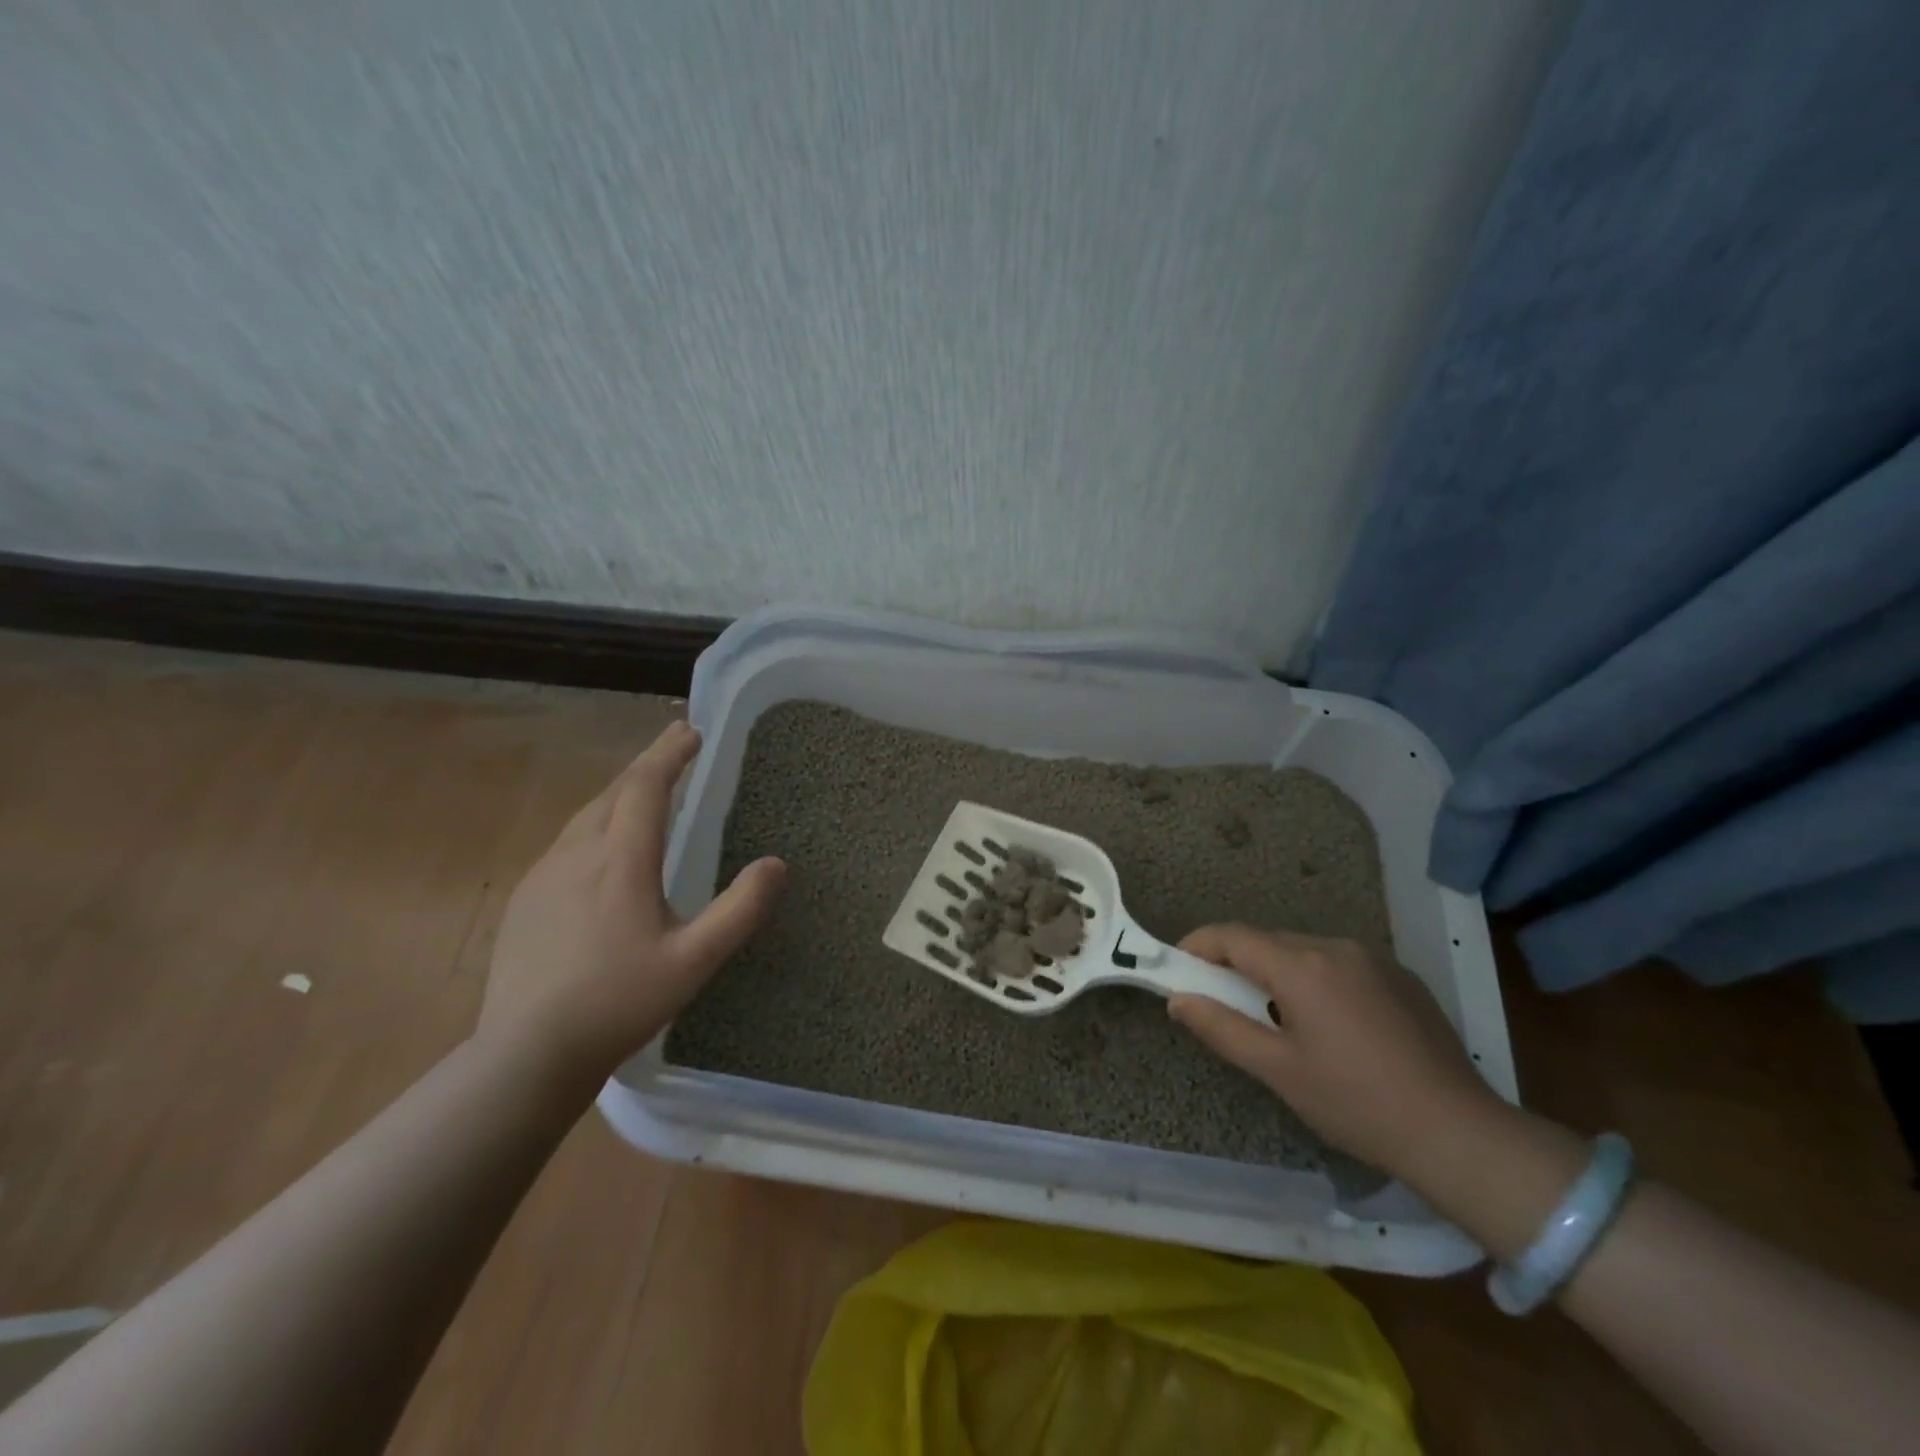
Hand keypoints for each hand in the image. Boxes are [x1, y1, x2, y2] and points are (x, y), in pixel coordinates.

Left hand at [479, 720, 785, 1082]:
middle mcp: (577, 854)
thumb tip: (777, 864)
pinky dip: (597, 822)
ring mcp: (543, 875)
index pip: (645, 786)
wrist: (525, 1053)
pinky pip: (567, 841)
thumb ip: (740, 910)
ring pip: (586, 814)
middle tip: (676, 744)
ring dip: (621, 792)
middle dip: (649, 763)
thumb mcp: (694, 960)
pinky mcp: (524, 900)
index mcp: (620, 860)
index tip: (692, 731)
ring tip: (646, 788)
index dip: (670, 754)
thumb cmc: (619, 1002)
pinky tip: (603, 847)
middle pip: (614, 790)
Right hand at [1167, 924, 1495, 1179]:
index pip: (1233, 936)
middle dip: (1237, 963)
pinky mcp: (1401, 977)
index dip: (1198, 945)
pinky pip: (1339, 964)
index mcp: (1302, 966)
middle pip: (1268, 941)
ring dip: (1277, 972)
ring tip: (1277, 1020)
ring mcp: (1374, 959)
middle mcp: (1336, 947)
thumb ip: (1220, 1028)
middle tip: (1222, 1002)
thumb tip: (1178, 999)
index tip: (1177, 967)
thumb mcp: (1277, 1071)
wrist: (1459, 1133)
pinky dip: (1315, 980)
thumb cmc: (1356, 1103)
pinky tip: (1328, 1025)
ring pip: (1304, 951)